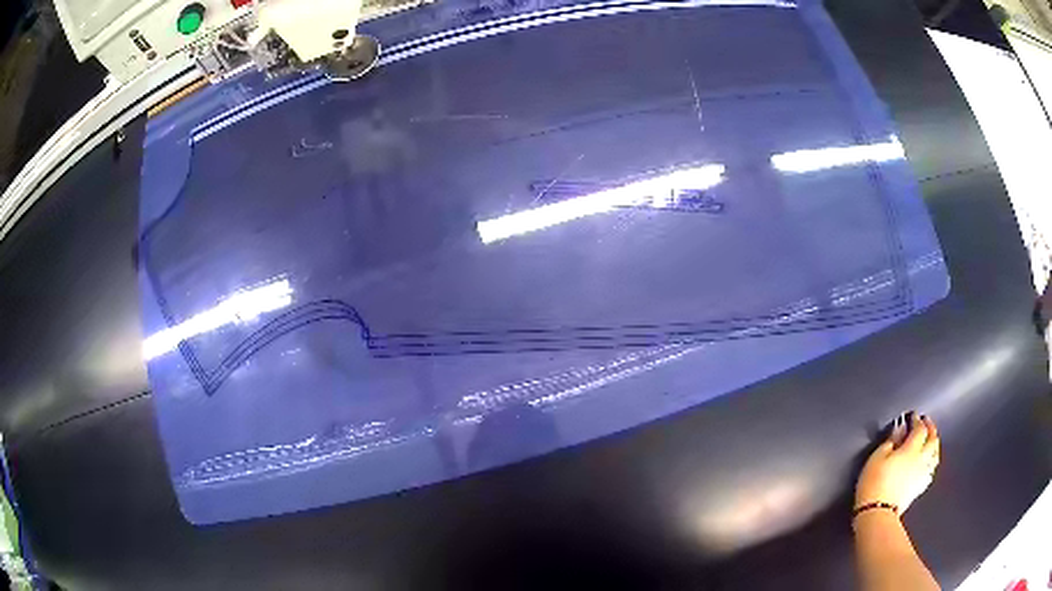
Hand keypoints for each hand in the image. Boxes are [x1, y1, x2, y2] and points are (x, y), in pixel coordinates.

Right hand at [856, 414, 939, 513]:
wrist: (877, 513)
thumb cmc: (874, 484)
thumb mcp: (877, 457)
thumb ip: (891, 441)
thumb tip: (900, 429)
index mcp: (911, 449)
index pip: (920, 428)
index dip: (917, 420)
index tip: (913, 416)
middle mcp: (921, 459)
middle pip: (932, 439)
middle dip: (930, 428)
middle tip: (926, 423)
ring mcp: (922, 474)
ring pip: (935, 454)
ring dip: (934, 444)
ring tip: (930, 440)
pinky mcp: (919, 488)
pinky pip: (931, 470)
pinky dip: (931, 462)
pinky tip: (928, 462)